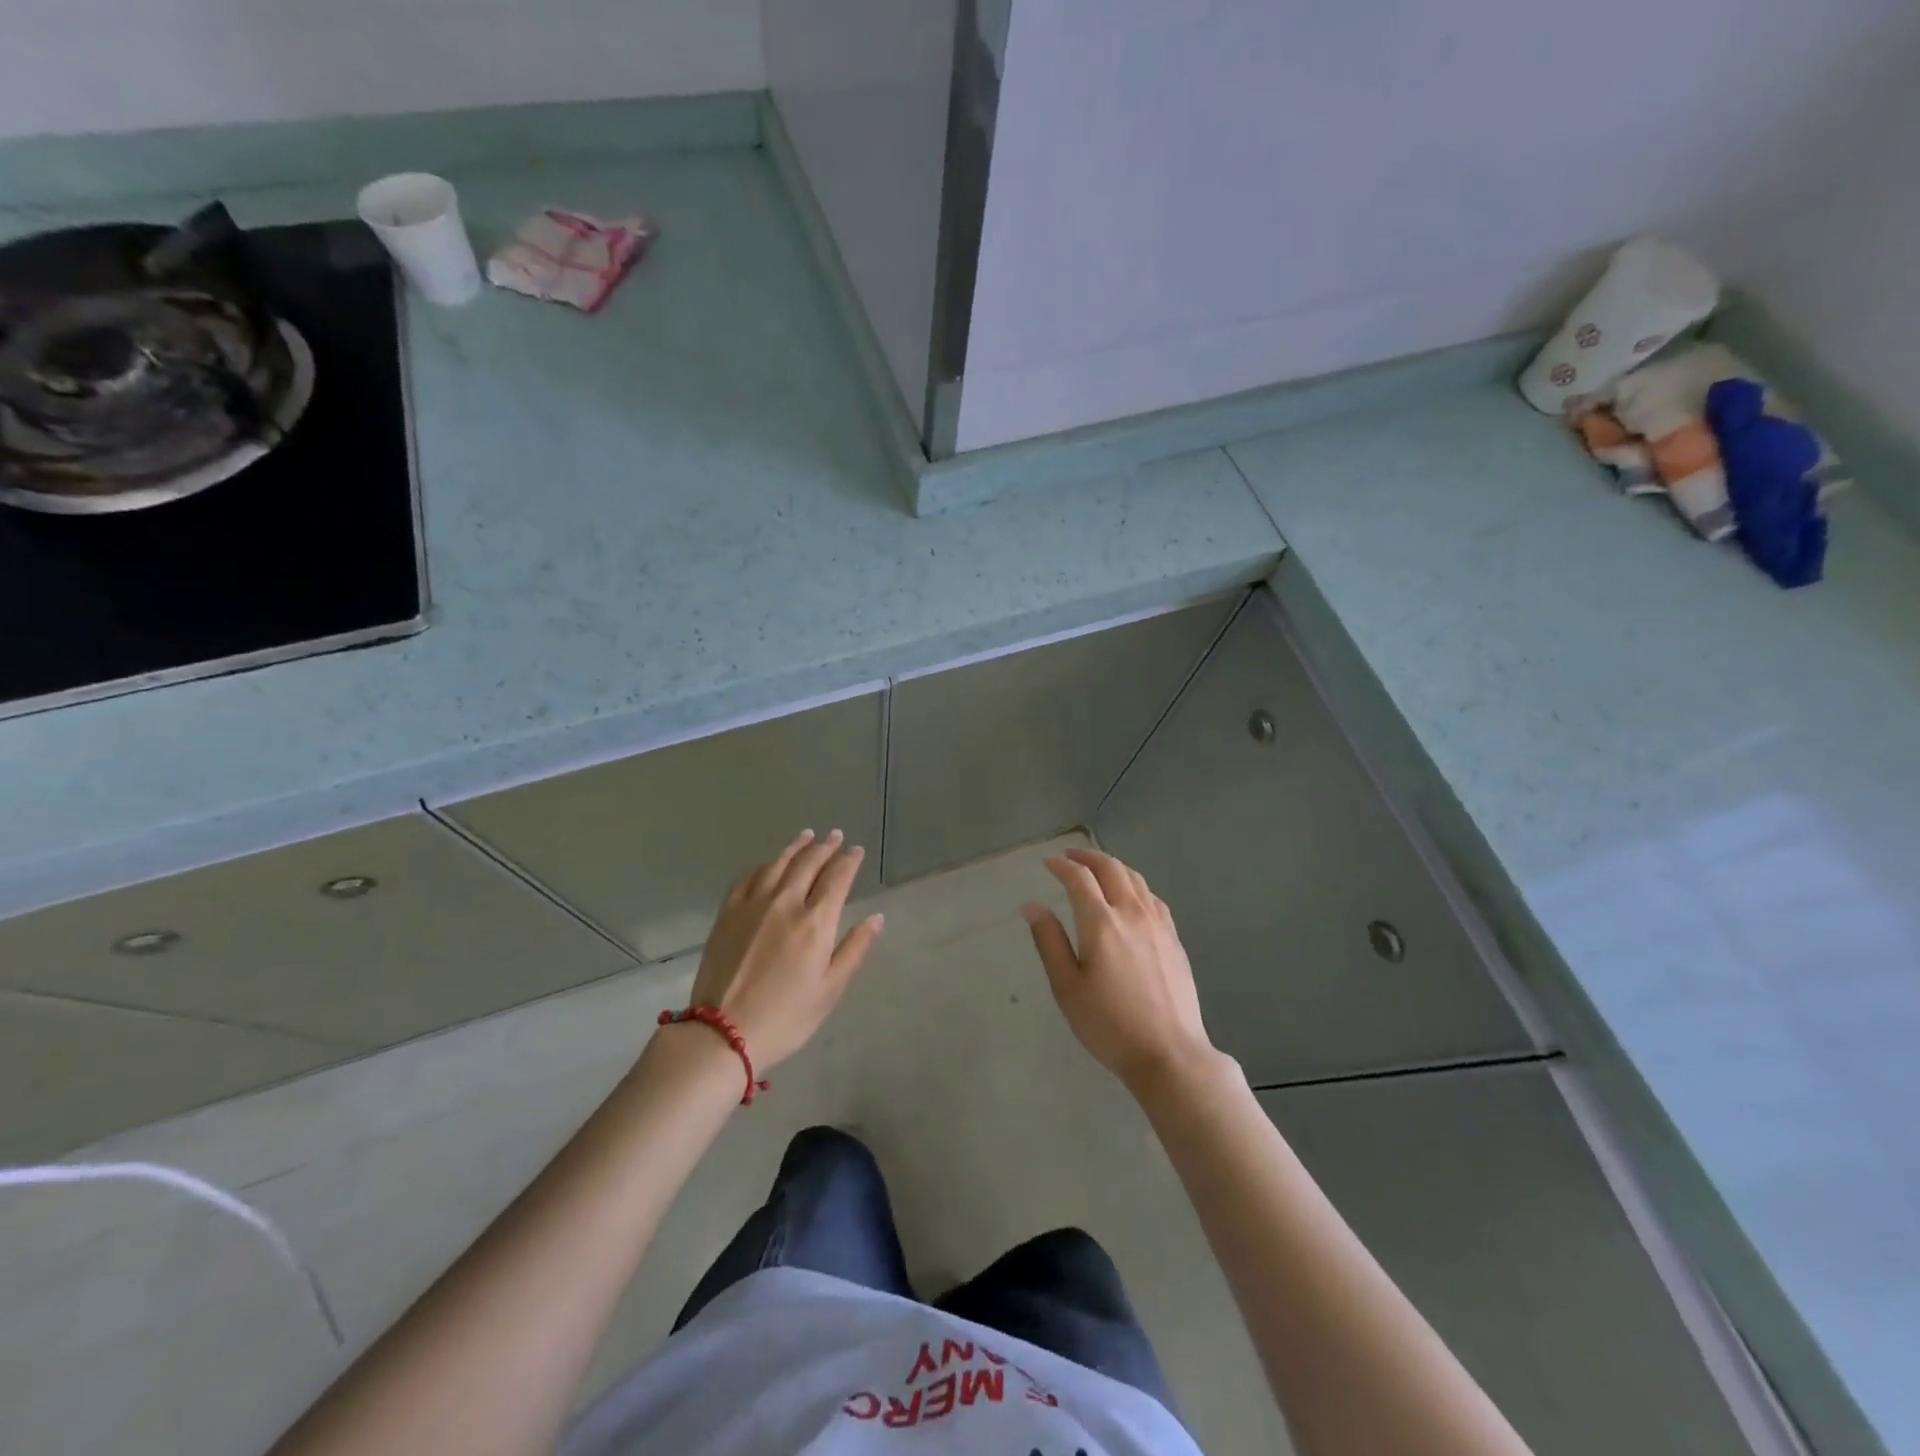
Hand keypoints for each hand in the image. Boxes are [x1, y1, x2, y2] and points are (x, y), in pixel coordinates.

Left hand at [686, 829, 883, 1071]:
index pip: (837, 878)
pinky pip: (748, 877)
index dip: (849, 860)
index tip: (856, 851)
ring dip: (796, 847)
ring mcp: (753, 905)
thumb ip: (854, 949)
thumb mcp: (830, 990)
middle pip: (809, 863)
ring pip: (778, 863)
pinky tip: (769, 863)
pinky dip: (764, 864)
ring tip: (807, 836)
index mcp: (816, 922)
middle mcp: (786, 903)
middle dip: (826, 846)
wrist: (723, 1033)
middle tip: (836, 836)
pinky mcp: (728, 913)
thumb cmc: (786, 1017)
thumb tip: (876, 918)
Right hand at [1024, 847, 1216, 1093]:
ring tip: (1099, 869)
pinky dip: (1135, 885)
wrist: (1170, 1053)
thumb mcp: (1067, 988)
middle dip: (1088, 857)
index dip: (1062, 866)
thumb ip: (1049, 942)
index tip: (1048, 863)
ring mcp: (1158, 924)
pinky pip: (1153, 897)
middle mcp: (1132, 913)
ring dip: (1113, 867)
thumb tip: (1032, 906)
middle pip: (1111, 869)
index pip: (1079, 879)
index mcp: (1101, 923)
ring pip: (1136, 879)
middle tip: (1070, 857)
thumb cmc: (1109, 1025)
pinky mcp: (1175, 939)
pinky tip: (1132, 896)